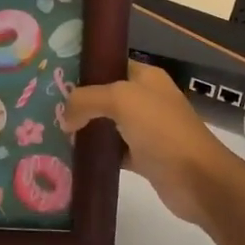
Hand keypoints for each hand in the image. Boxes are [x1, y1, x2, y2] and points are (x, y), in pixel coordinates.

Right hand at [63, 62, 244, 227]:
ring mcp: (146, 130)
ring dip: (85, 129)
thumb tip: (64, 117)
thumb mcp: (121, 100)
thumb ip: (87, 99)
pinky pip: (113, 151)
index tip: (53, 76)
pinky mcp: (144, 158)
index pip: (109, 64)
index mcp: (146, 77)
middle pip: (105, 95)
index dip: (84, 68)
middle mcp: (146, 99)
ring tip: (51, 131)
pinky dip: (96, 154)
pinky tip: (71, 157)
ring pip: (107, 124)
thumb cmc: (162, 130)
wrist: (198, 179)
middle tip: (46, 107)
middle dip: (79, 101)